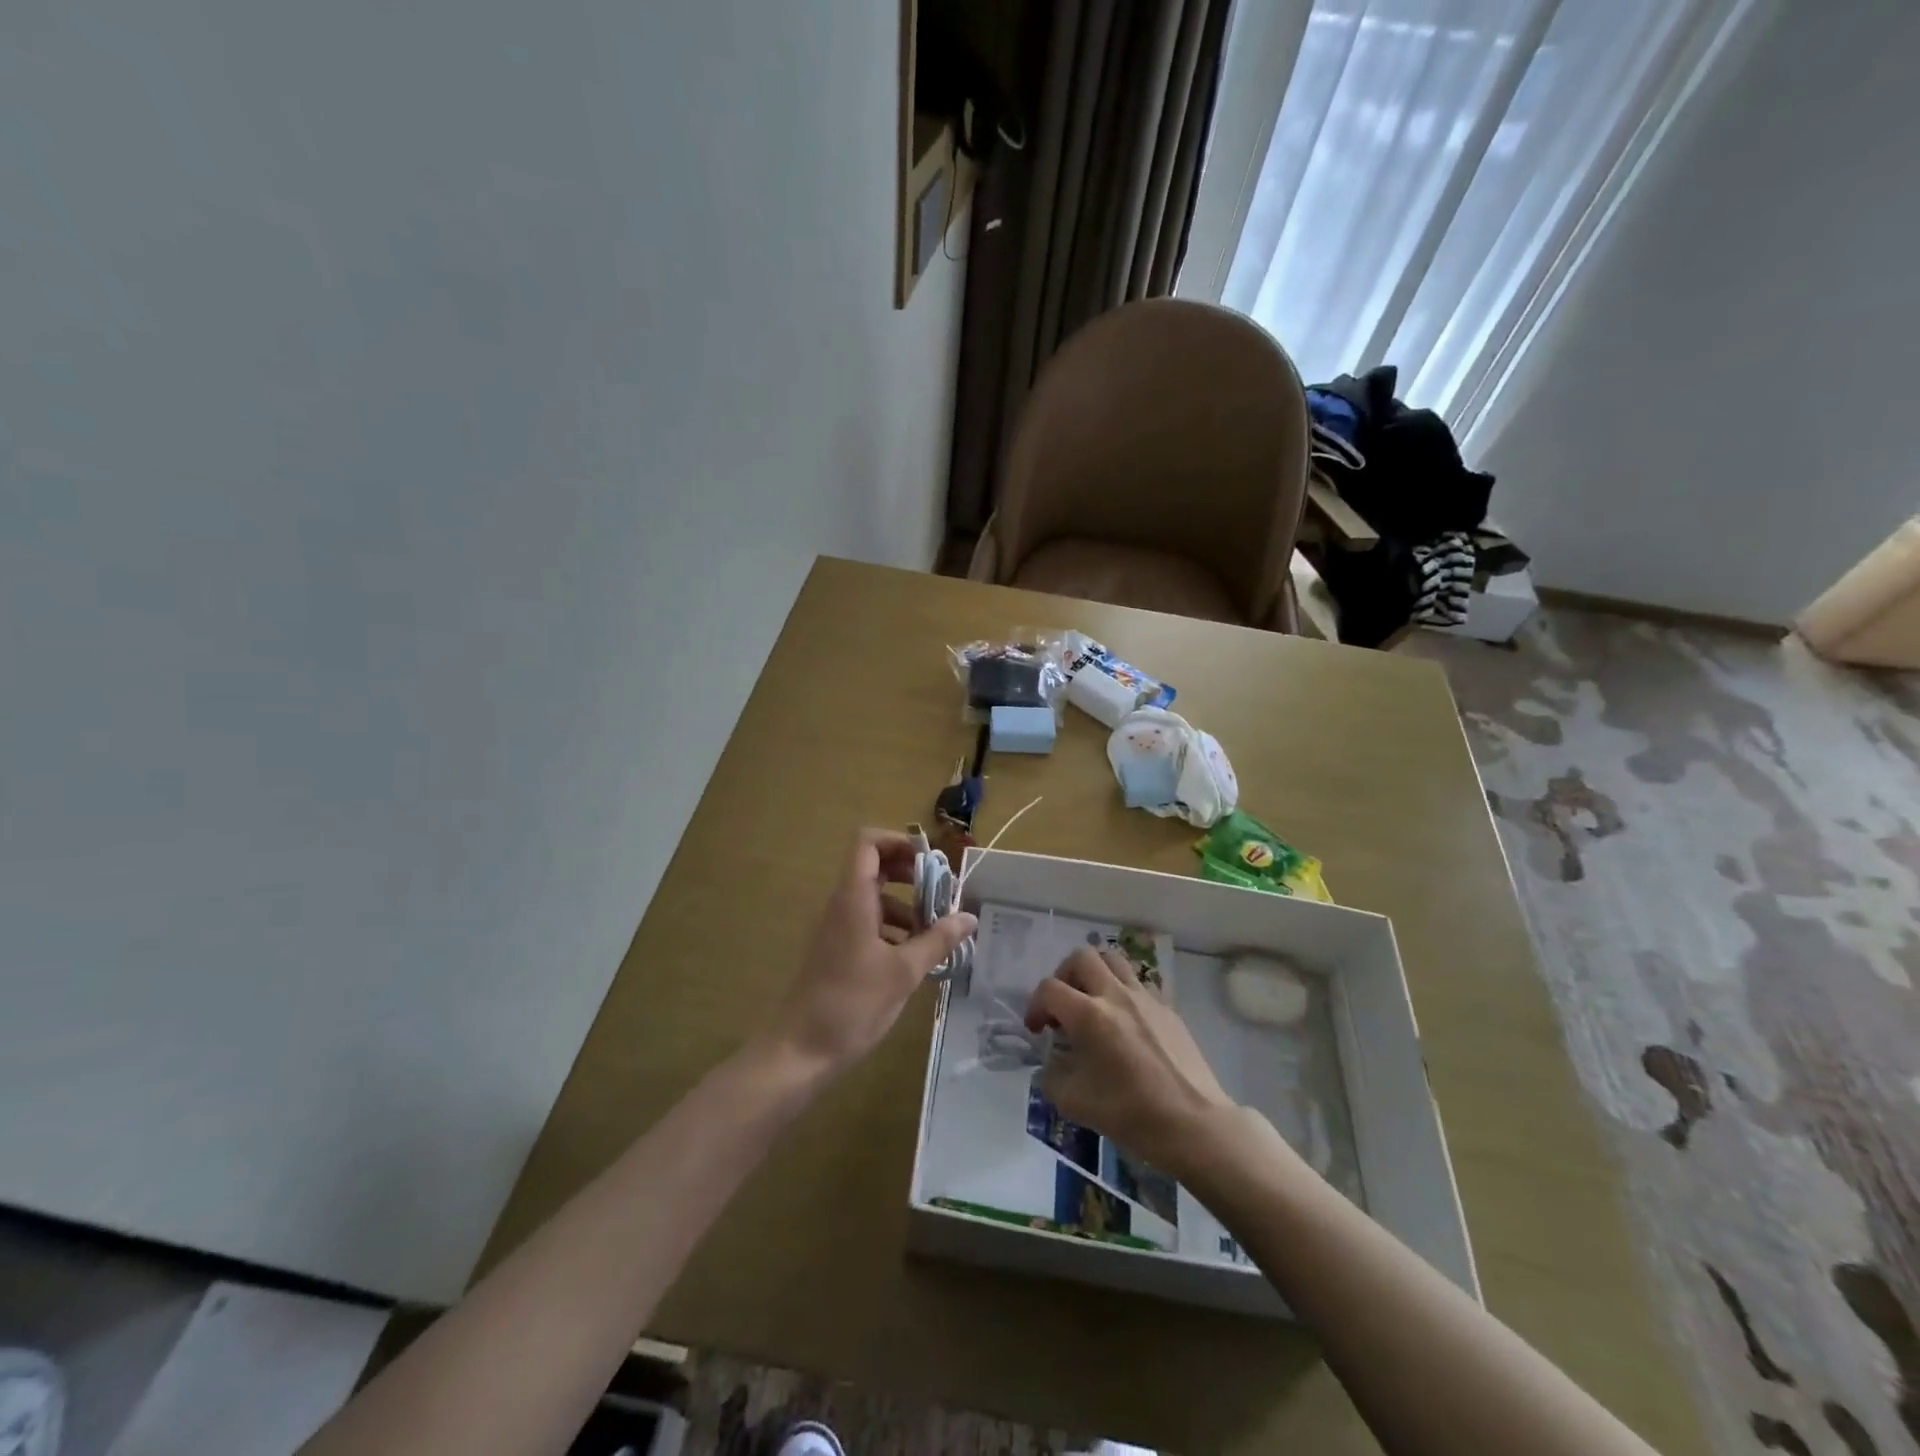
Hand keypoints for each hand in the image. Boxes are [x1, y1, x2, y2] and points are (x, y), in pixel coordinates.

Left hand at [760, 828, 975, 1078]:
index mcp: (853, 898)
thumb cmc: (851, 1004)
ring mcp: (838, 928)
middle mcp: (843, 904)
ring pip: (875, 898)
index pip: (868, 842)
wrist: (800, 1051)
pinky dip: (894, 929)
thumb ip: (938, 940)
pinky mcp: (838, 950)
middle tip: (942, 895)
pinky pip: (869, 923)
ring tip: (937, 932)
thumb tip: (969, 916)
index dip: (899, 841)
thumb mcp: (904, 972)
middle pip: (875, 866)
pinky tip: (916, 957)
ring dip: (906, 905)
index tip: (931, 862)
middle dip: (911, 874)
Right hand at [1025, 947, 1234, 1176]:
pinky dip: (1121, 992)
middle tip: (1064, 1005)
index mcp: (1089, 1015)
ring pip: (1113, 960)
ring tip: (1092, 1002)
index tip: (1038, 1030)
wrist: (1193, 1123)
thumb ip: (1052, 1076)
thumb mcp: (1074, 1104)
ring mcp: (1145, 997)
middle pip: (1081, 957)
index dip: (1035, 1005)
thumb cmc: (1131, 1114)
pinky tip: (1124, 1023)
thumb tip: (1051, 1062)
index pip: (1049, 988)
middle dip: (1064, 976)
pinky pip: (1137, 983)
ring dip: (1094, 974)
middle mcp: (1115, 994)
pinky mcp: (1167, 1008)